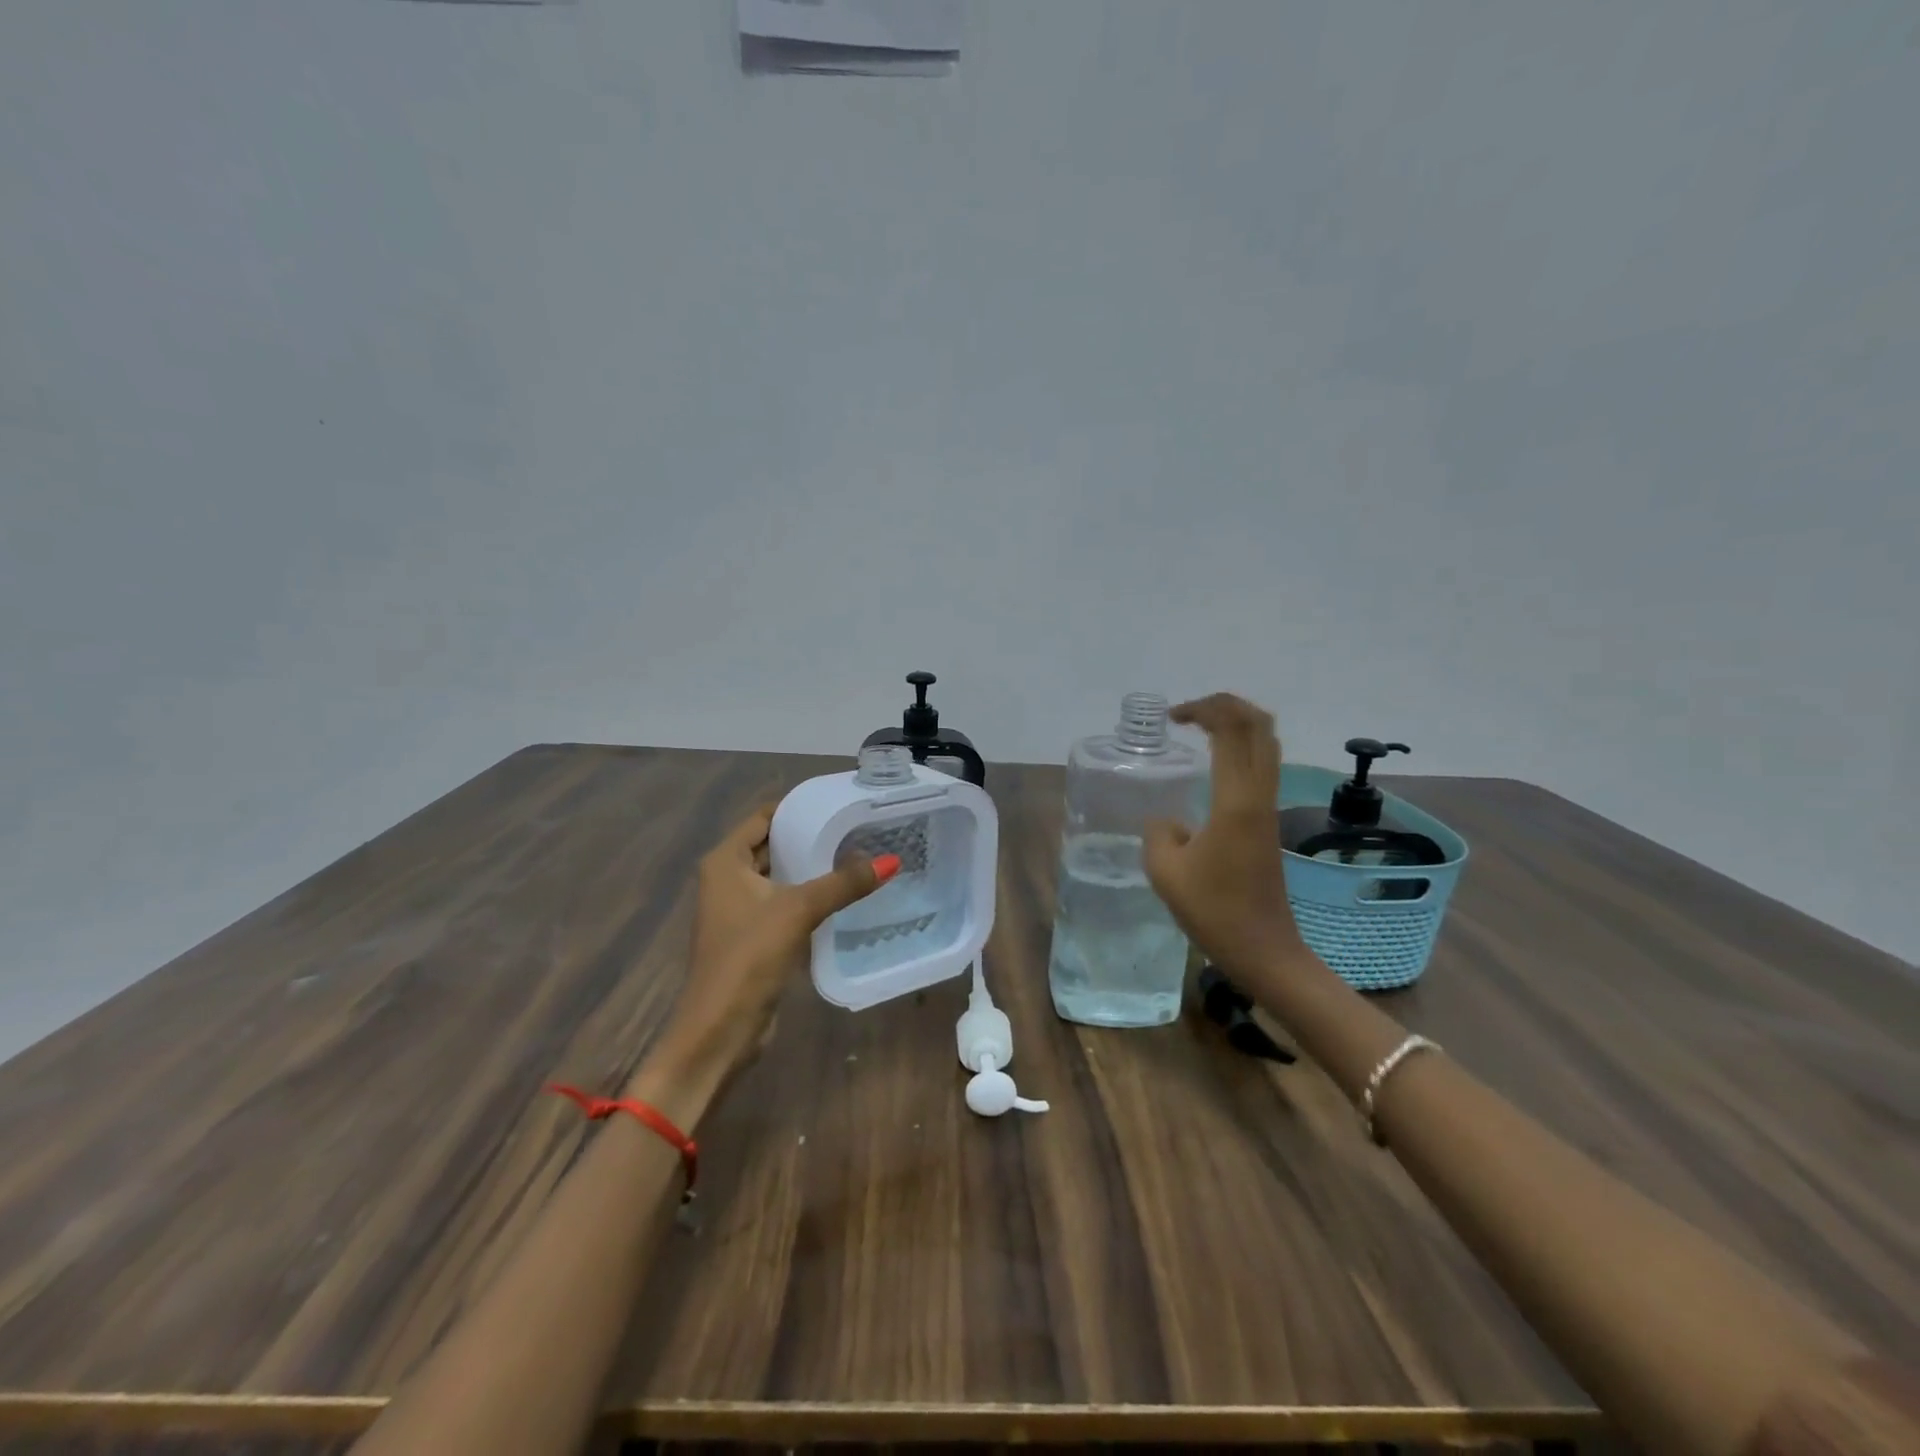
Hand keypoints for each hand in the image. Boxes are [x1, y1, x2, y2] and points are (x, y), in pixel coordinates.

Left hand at [648, 805, 893, 1101]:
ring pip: (781, 877)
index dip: (798, 807)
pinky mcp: (754, 936)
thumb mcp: (798, 911)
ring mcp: (739, 910)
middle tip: (857, 827)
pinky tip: (843, 895)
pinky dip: (809, 896)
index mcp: (725, 861)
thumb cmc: (748, 958)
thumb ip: (843, 883)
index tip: (839, 802)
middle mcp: (727, 879)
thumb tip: (891, 860)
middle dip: (810, 837)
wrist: (720, 1030)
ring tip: (858, 855)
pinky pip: (785, 904)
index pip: (763, 817)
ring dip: (812, 869)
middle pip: (773, 845)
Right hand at [1143, 694, 1306, 981]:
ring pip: (1266, 743)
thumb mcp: (1165, 871)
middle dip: (1226, 705)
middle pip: (1259, 725)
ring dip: (1237, 724)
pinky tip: (1214, 763)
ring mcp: (1269, 807)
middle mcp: (1259, 795)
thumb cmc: (1214, 911)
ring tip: (1200, 728)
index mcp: (1236, 800)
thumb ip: (1158, 832)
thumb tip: (1168, 822)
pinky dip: (1240, 748)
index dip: (1203, 709)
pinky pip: (1262, 766)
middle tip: (1189, 713)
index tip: (1172, 718)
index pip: (1231, 730)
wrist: (1264, 950)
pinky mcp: (1269, 822)